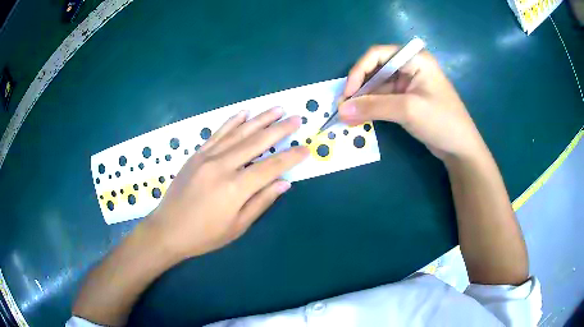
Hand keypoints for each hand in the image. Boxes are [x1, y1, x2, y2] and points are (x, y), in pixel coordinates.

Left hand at [145, 108, 308, 258]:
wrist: (168, 229)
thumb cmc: (204, 235)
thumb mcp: (237, 226)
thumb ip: (261, 202)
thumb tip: (284, 183)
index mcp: (235, 188)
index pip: (271, 167)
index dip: (291, 157)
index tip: (306, 148)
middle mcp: (222, 166)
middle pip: (257, 142)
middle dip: (280, 129)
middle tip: (297, 119)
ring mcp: (207, 157)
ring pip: (239, 132)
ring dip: (260, 119)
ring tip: (278, 109)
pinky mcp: (196, 154)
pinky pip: (218, 133)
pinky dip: (232, 121)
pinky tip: (245, 112)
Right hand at [339, 45, 486, 161]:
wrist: (461, 148)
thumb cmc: (441, 121)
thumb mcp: (408, 110)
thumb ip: (373, 107)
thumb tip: (341, 110)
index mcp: (414, 59)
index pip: (377, 55)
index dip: (358, 71)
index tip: (348, 94)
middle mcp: (410, 66)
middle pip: (375, 70)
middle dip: (359, 89)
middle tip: (343, 107)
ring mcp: (408, 84)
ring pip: (378, 87)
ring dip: (363, 100)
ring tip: (348, 116)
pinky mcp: (407, 99)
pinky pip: (384, 99)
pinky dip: (372, 108)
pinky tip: (360, 118)